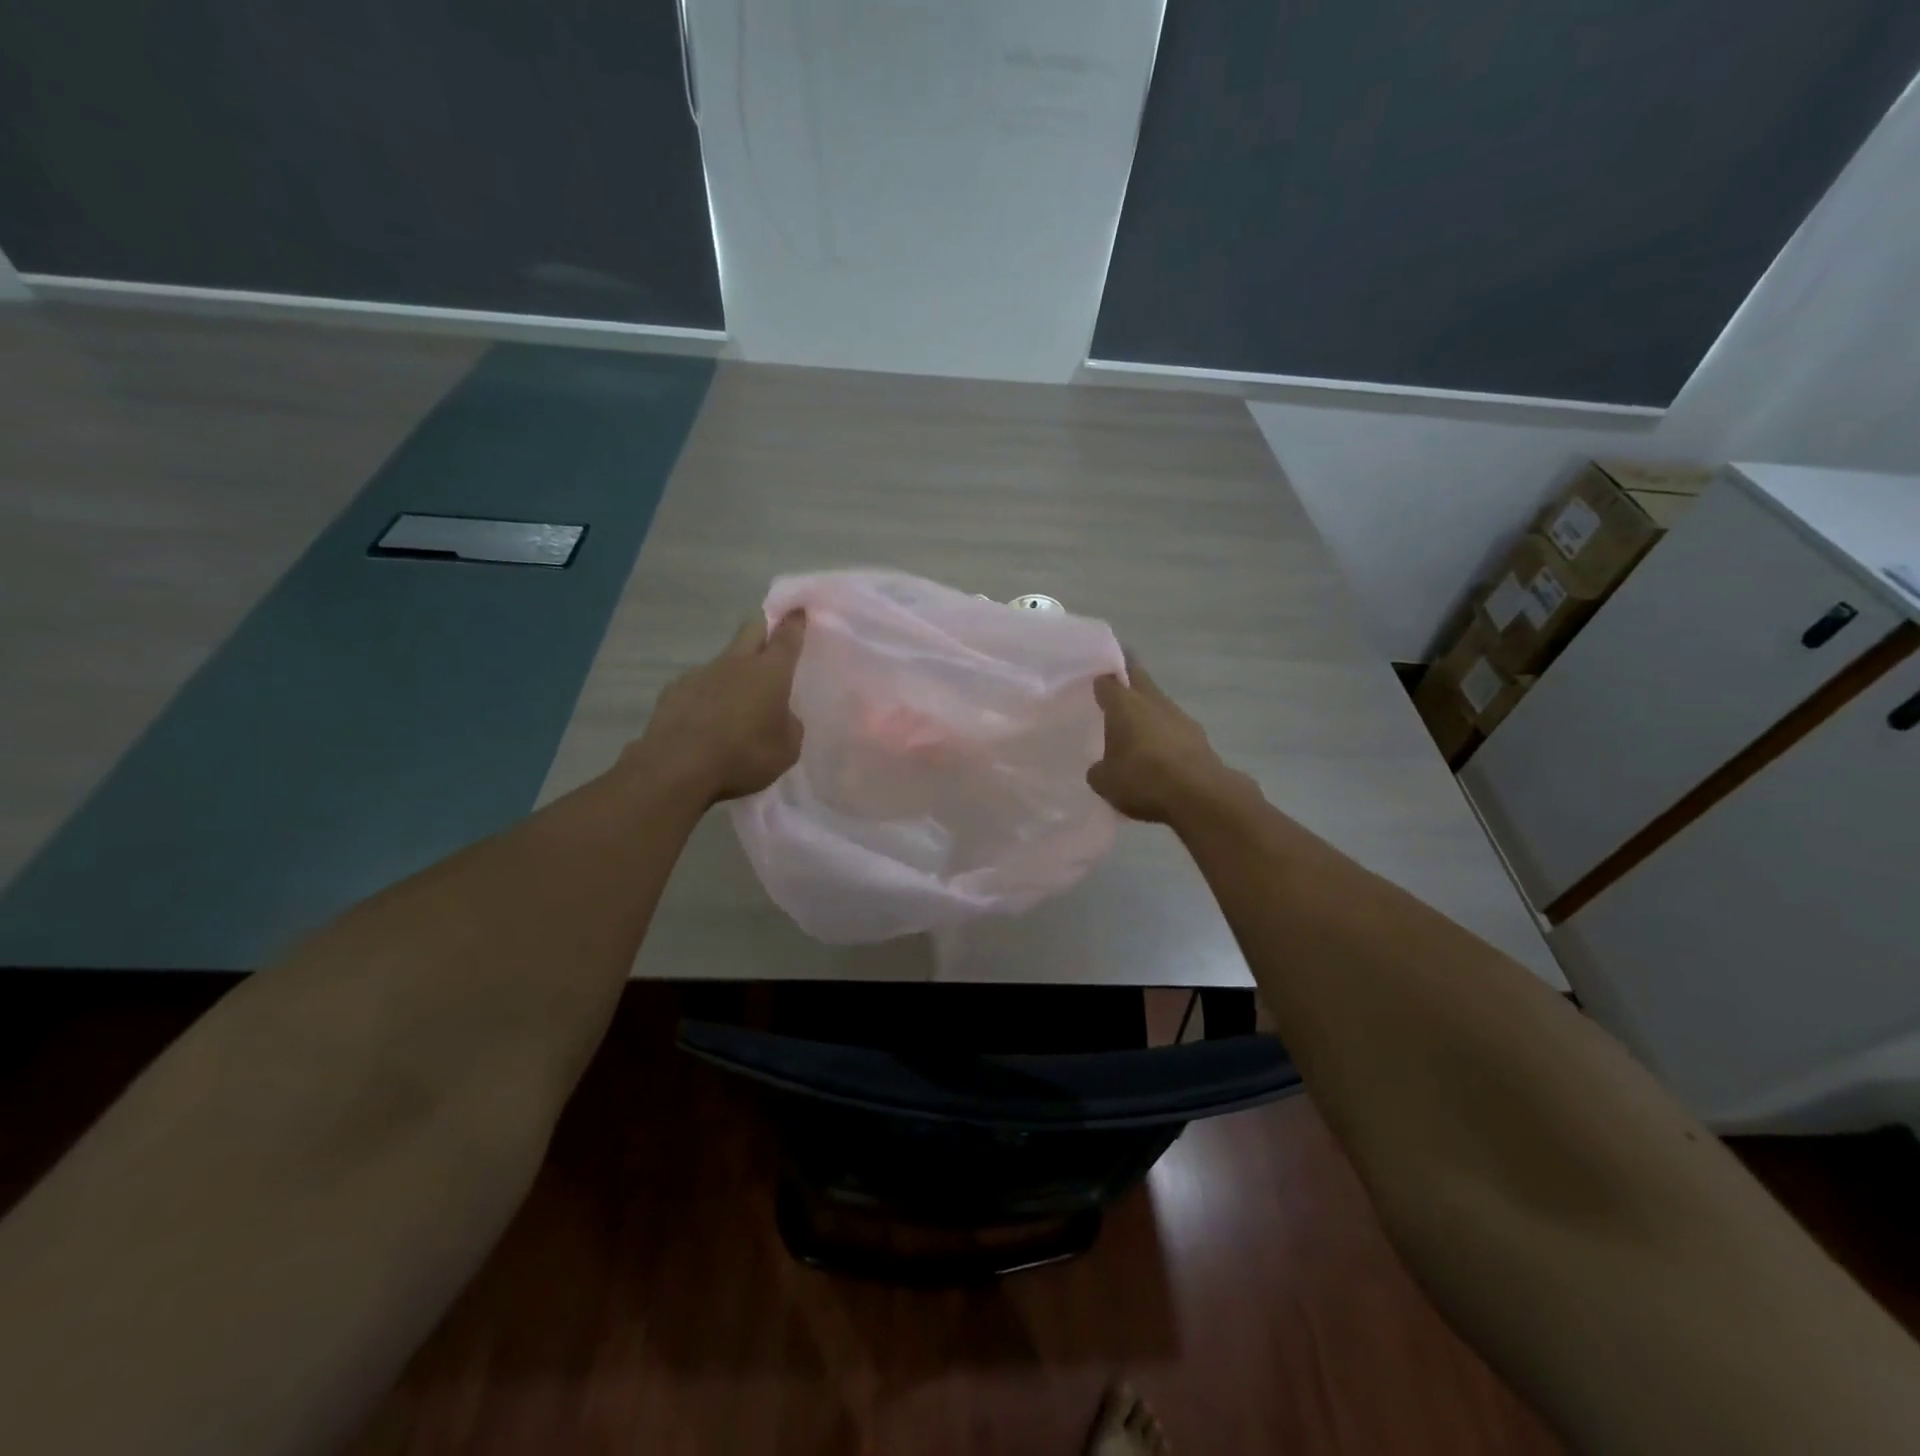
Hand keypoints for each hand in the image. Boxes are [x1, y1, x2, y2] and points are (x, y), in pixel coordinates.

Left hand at [632, 613, 805, 802]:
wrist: (678, 766)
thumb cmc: (744, 755)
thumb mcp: (787, 749)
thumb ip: (789, 725)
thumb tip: (781, 716)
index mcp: (770, 673)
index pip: (787, 638)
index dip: (795, 623)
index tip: (798, 610)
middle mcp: (736, 663)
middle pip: (751, 630)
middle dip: (763, 629)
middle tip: (770, 641)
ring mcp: (701, 673)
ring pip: (723, 660)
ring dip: (733, 671)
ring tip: (735, 702)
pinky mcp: (674, 690)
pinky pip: (697, 685)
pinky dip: (706, 696)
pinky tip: (704, 720)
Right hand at [1087, 656, 1248, 823]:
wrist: (1199, 795)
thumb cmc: (1143, 779)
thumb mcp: (1105, 782)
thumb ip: (1098, 770)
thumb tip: (1101, 768)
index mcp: (1124, 704)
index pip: (1107, 682)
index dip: (1099, 683)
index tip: (1093, 690)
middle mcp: (1152, 701)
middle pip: (1138, 678)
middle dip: (1126, 681)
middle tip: (1114, 695)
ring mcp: (1179, 716)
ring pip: (1158, 702)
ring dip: (1148, 711)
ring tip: (1136, 732)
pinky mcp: (1198, 735)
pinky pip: (1174, 727)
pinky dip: (1166, 734)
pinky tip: (1160, 755)